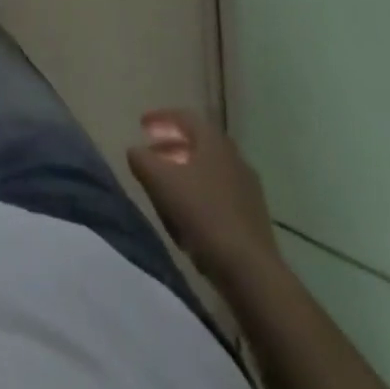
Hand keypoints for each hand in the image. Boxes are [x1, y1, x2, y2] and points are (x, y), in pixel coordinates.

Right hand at [127, 108, 279, 283]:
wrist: (250, 271)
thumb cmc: (201, 213)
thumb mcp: (159, 180)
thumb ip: (141, 159)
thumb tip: (135, 151)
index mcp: (214, 142)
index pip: (185, 117)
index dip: (160, 118)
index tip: (141, 125)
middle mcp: (235, 158)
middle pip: (199, 143)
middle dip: (172, 145)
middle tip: (152, 154)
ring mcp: (248, 189)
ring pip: (210, 170)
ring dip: (186, 171)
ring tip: (166, 186)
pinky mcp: (254, 217)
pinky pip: (220, 194)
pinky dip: (200, 194)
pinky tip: (188, 213)